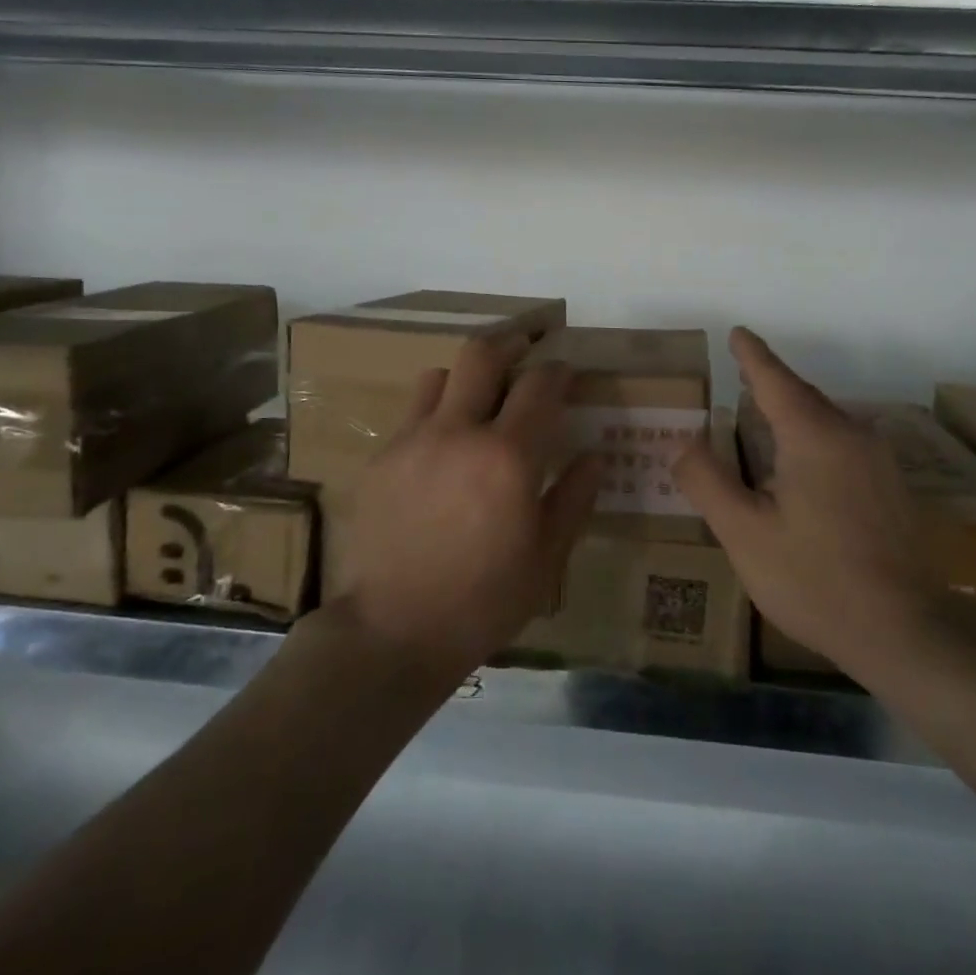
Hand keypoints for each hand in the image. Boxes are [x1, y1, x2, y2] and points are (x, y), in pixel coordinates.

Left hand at [332, 336, 600, 676]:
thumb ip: (573, 498)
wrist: (394, 631)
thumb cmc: (484, 600)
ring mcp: (413, 441)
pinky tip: (443, 445)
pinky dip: (436, 411)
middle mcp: (459, 432)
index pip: (540, 385)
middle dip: (510, 343)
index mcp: (508, 456)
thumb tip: (593, 456)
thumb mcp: (546, 558)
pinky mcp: (382, 458)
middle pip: (482, 354)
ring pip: (440, 375)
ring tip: (478, 398)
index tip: (567, 374)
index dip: (558, 371)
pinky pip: (412, 413)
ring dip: (466, 376)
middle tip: (525, 349)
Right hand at [673, 328, 935, 682]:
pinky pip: (843, 444)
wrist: (906, 631)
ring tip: (762, 422)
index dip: (752, 355)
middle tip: (739, 379)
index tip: (737, 333)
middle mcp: (851, 434)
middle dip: (770, 385)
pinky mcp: (892, 486)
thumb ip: (708, 482)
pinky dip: (814, 440)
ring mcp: (878, 460)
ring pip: (826, 421)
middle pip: (802, 397)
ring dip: (793, 415)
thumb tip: (684, 443)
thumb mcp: (745, 534)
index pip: (774, 379)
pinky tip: (802, 468)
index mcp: (813, 435)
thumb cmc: (815, 580)